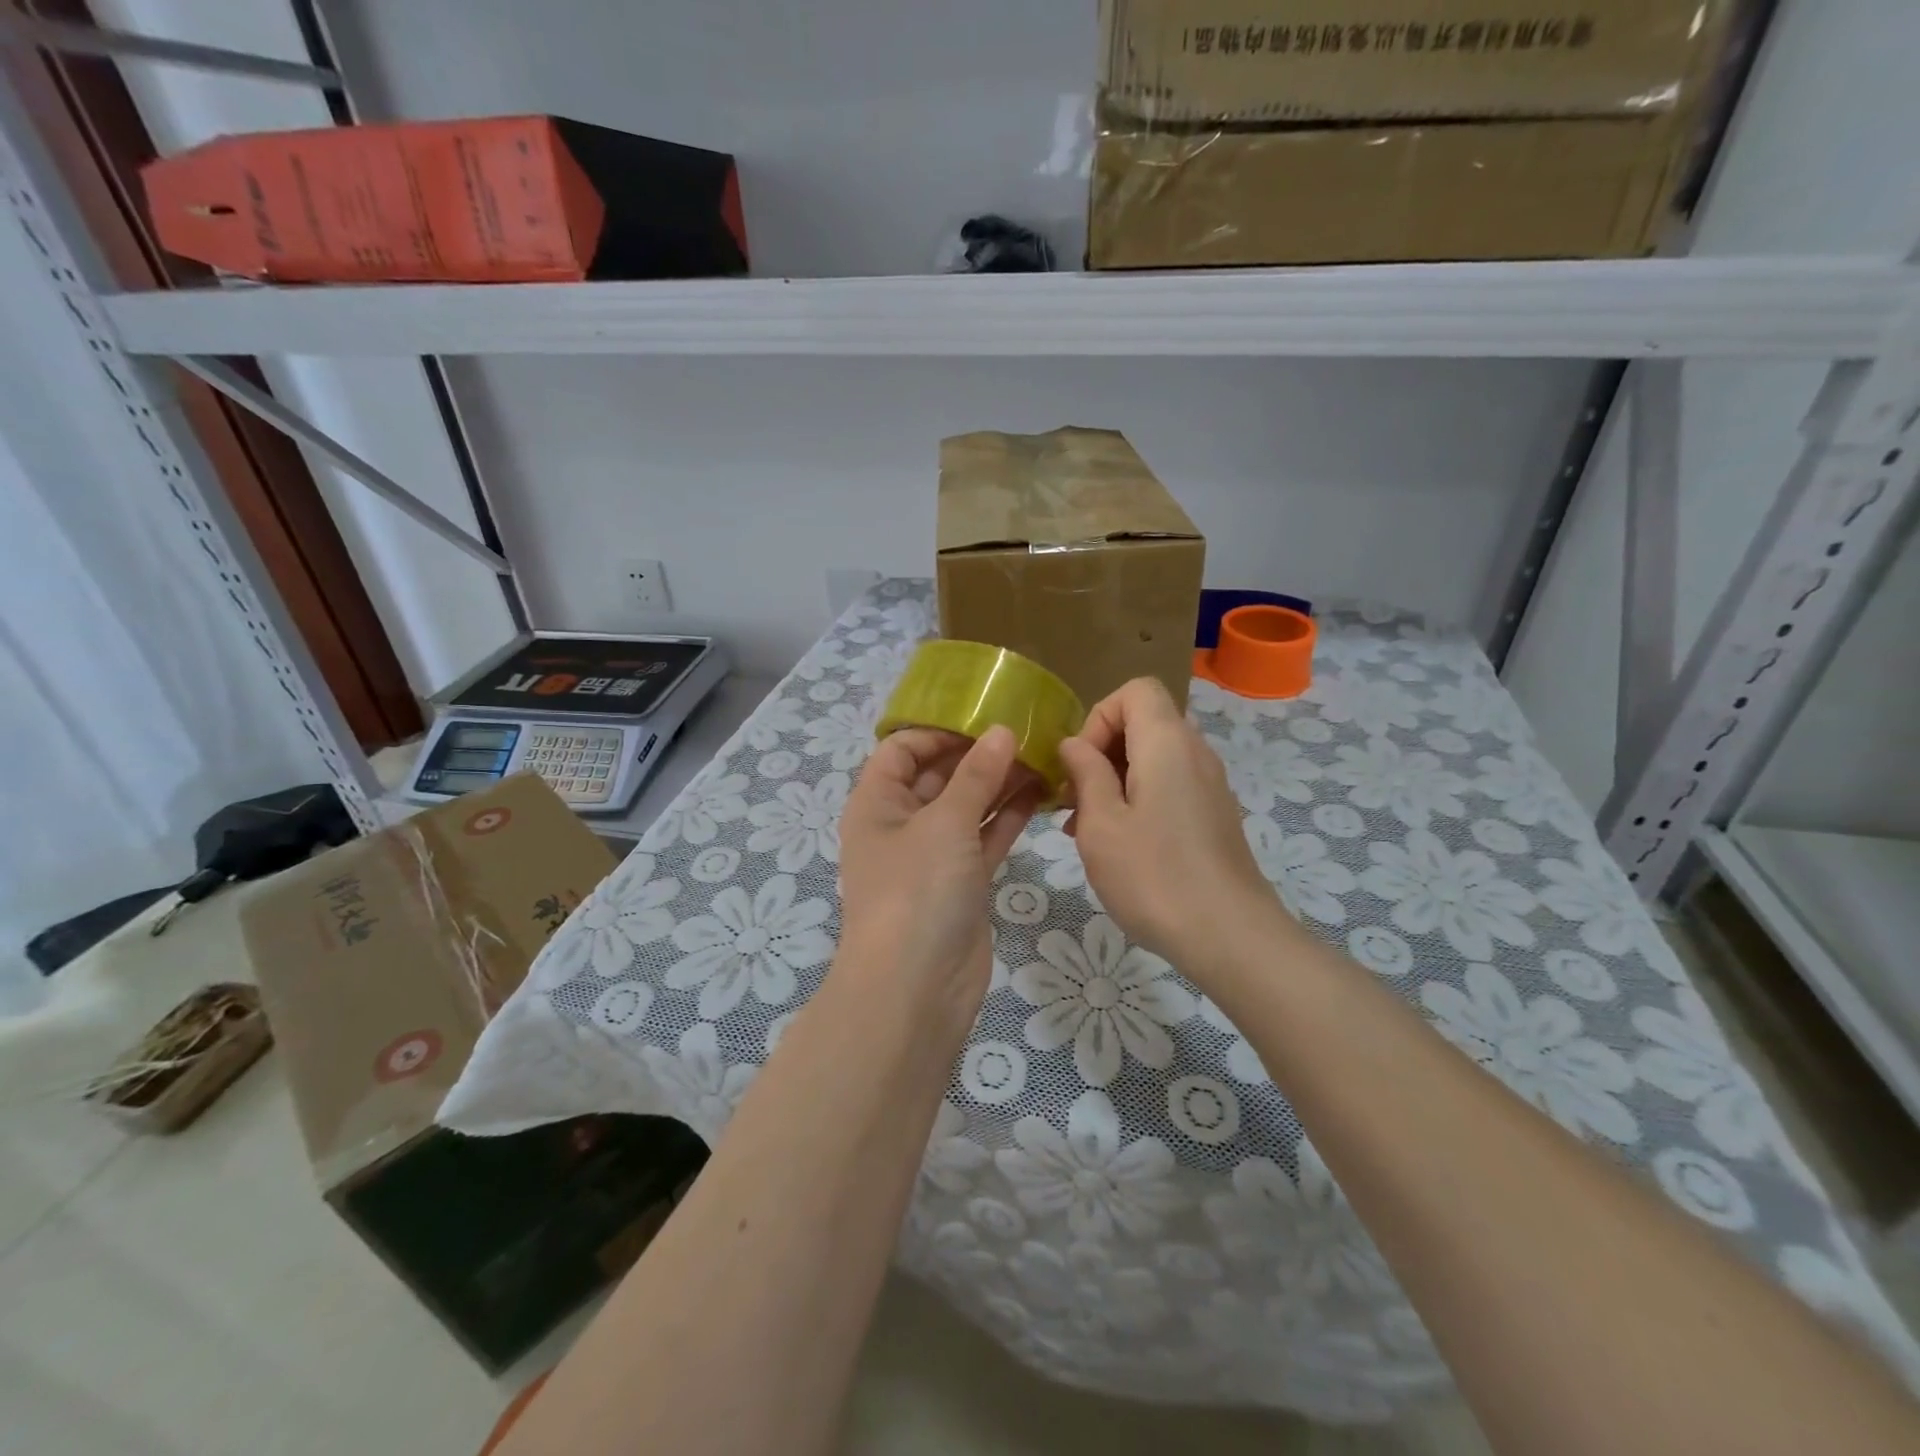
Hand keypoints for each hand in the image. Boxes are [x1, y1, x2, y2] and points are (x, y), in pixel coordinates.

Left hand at [836, 726, 1042, 1032]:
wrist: (916, 988)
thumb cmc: (916, 890)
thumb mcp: (945, 823)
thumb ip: (976, 775)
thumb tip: (1002, 732)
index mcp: (876, 803)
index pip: (901, 750)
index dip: (938, 732)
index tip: (983, 719)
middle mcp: (900, 825)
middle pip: (938, 776)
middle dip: (978, 755)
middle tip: (1026, 734)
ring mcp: (932, 856)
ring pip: (967, 808)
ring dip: (999, 785)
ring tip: (1042, 758)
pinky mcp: (961, 883)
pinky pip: (984, 839)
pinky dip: (1008, 818)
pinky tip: (1041, 795)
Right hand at [1058, 678, 1285, 964]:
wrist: (1230, 936)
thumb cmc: (1154, 876)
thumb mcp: (1101, 823)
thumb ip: (1085, 773)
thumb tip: (1074, 744)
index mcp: (1167, 742)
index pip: (1135, 690)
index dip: (1099, 716)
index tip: (1081, 763)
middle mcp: (1195, 752)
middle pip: (1143, 722)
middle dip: (1101, 751)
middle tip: (1075, 799)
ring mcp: (1209, 784)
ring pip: (1154, 757)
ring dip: (1115, 779)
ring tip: (1087, 827)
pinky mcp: (1213, 814)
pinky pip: (1170, 785)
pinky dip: (1139, 799)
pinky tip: (1120, 845)